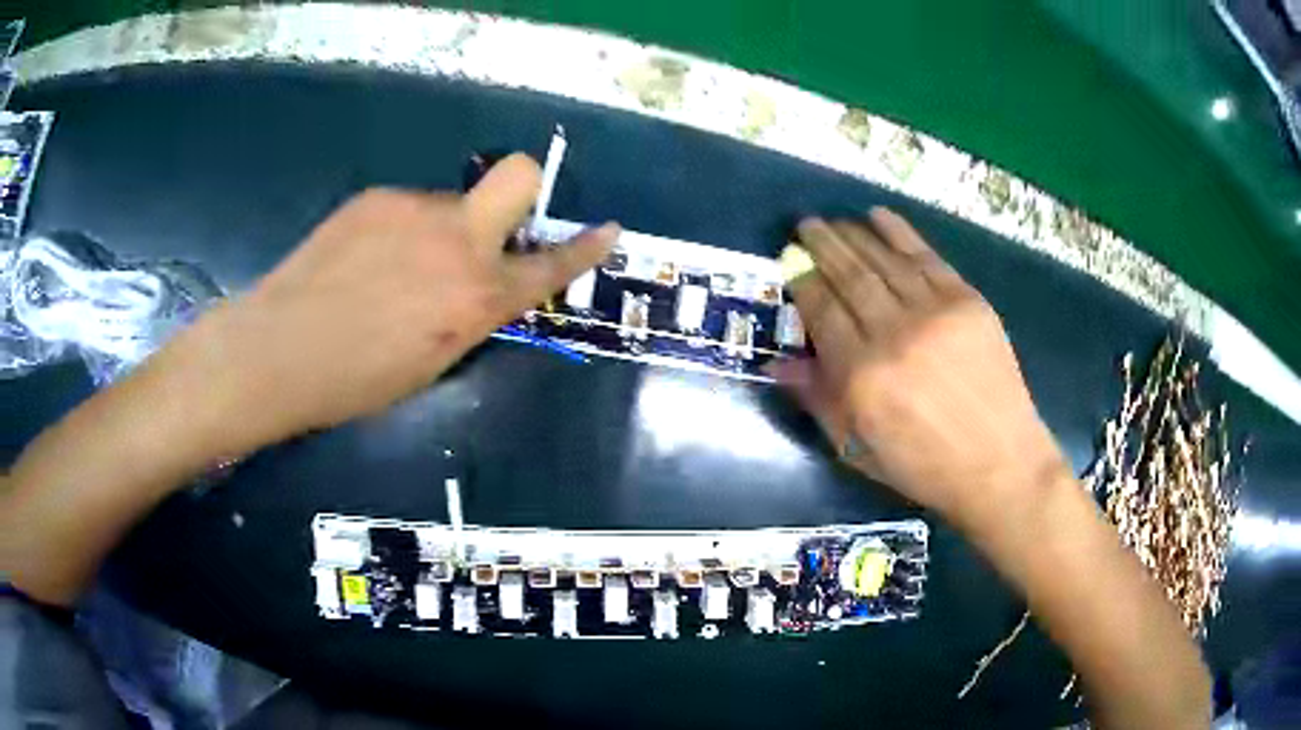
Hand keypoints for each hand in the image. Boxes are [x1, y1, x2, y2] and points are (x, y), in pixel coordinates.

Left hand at [145, 153, 618, 457]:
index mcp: (476, 298)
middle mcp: (457, 241)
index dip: (584, 248)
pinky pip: (407, 209)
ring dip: (439, 230)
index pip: (548, 265)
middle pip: (517, 174)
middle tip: (491, 226)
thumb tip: (479, 288)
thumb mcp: (432, 363)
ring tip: (392, 271)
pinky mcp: (376, 198)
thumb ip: (469, 315)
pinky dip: (400, 231)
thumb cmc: (356, 381)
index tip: (606, 229)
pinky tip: (363, 262)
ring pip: (450, 203)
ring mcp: (414, 210)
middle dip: (521, 192)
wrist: (279, 349)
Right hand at [772, 208, 1065, 530]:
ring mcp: (935, 311)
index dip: (802, 281)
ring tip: (834, 220)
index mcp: (862, 376)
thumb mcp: (858, 449)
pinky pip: (926, 256)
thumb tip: (777, 363)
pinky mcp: (967, 301)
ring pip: (884, 260)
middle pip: (850, 275)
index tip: (789, 260)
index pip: (822, 311)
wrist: (999, 463)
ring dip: (854, 234)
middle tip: (805, 225)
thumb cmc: (923, 466)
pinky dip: (900, 232)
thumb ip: (818, 400)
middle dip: (823, 245)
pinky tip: (879, 216)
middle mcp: (894, 333)